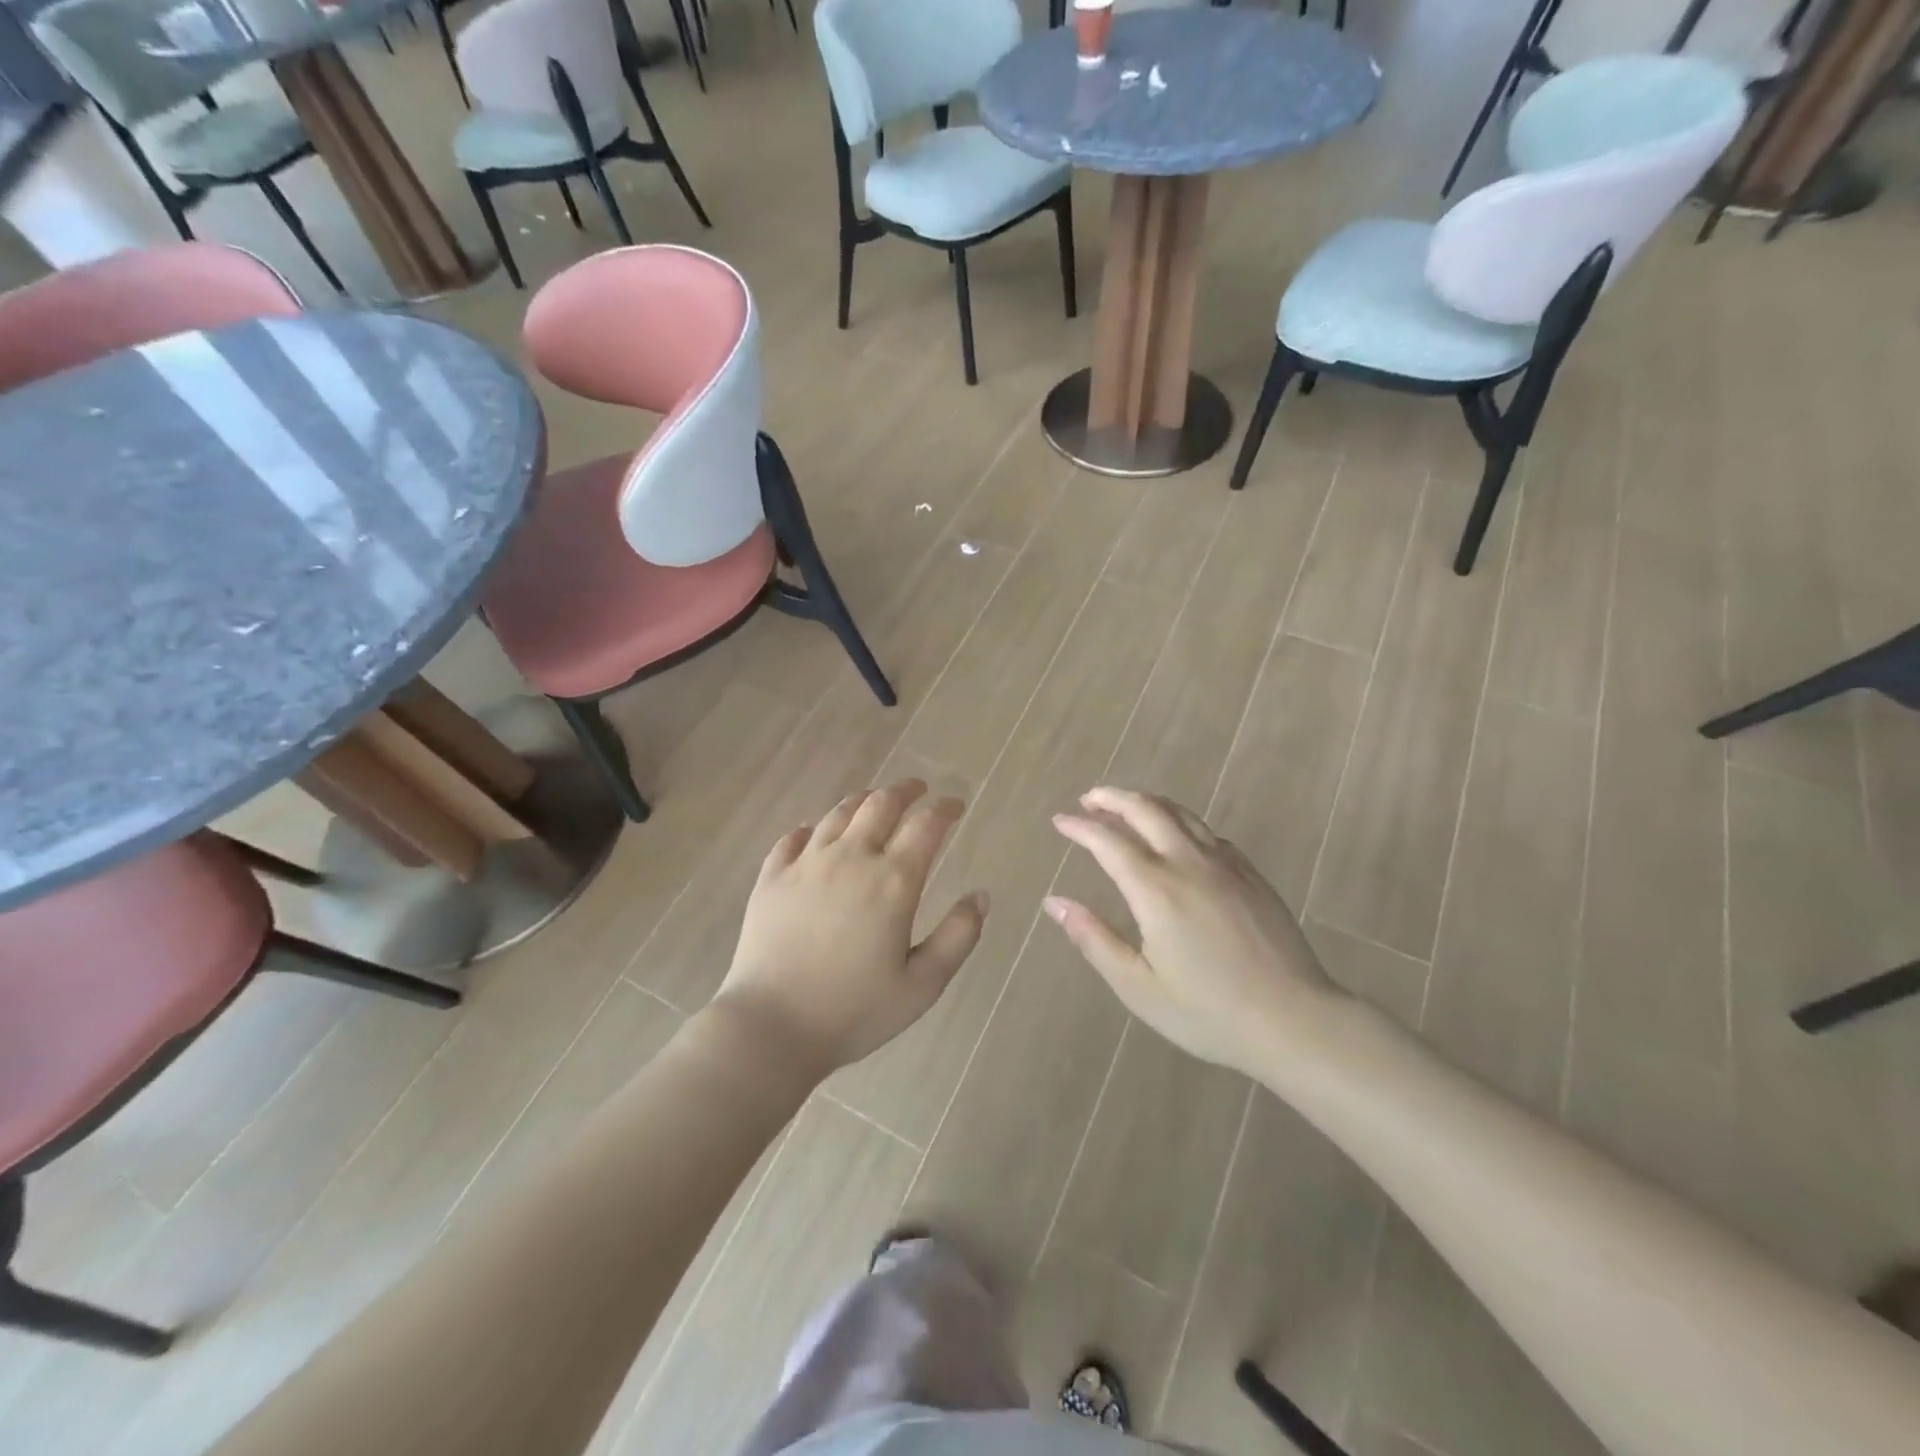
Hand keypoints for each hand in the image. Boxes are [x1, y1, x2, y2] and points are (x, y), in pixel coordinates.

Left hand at [716, 780, 988, 1076]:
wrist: (772, 1027)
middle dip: (905, 790)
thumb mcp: (922, 985)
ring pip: (838, 814)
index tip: (956, 805)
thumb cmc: (854, 1011)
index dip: (945, 809)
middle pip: (880, 804)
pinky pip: (792, 838)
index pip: (926, 826)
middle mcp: (850, 858)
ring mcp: (806, 864)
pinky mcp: (771, 878)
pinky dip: (810, 828)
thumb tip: (981, 896)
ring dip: (862, 801)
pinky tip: (814, 833)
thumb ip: (958, 937)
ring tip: (873, 802)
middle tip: (918, 790)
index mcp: (892, 881)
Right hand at [1045, 787, 1343, 1079]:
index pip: (1108, 841)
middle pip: (1146, 810)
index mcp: (1156, 890)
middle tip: (1088, 800)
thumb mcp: (1138, 987)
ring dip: (1147, 802)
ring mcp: (1225, 865)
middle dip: (1112, 798)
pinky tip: (1177, 838)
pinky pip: (1208, 833)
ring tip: (1126, 807)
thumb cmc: (1208, 1013)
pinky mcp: (1251, 875)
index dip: (1080, 827)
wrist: (1295, 1020)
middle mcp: (1189, 864)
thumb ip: (1094, 939)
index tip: (1060, 821)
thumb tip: (1055, 903)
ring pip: (1180, 814)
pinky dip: (1181, 822)